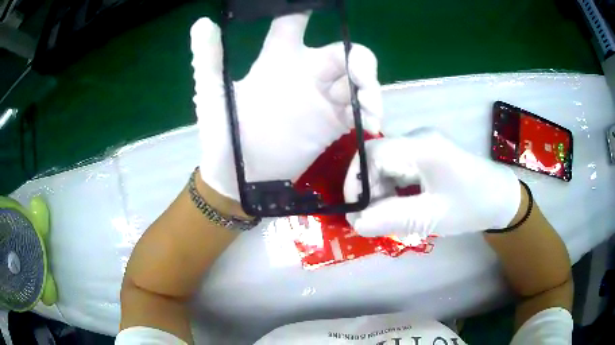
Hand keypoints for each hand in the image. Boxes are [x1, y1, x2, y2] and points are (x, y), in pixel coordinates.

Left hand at [190, 13, 381, 199]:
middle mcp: (304, 73)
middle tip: (362, 76)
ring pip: (356, 80)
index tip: (320, 4)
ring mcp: (321, 100)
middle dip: (359, 60)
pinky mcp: (332, 124)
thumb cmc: (222, 133)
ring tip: (370, 108)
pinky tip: (370, 122)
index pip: (293, 23)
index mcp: (277, 60)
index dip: (305, 9)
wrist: (237, 178)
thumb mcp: (212, 93)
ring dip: (370, 87)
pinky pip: (358, 111)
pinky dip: (369, 112)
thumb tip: (201, 23)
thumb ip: (210, 58)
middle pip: (342, 52)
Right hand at [343, 128, 521, 237]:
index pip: (372, 153)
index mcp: (422, 146)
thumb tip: (356, 223)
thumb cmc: (472, 205)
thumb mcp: (432, 216)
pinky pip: (397, 171)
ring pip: (385, 166)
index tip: (355, 212)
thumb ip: (392, 217)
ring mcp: (421, 147)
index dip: (357, 181)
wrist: (500, 198)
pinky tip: (398, 209)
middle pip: (376, 158)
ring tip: (386, 218)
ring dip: (379, 193)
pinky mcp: (424, 157)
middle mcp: (417, 140)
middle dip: (368, 191)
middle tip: (370, 221)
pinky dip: (391, 191)